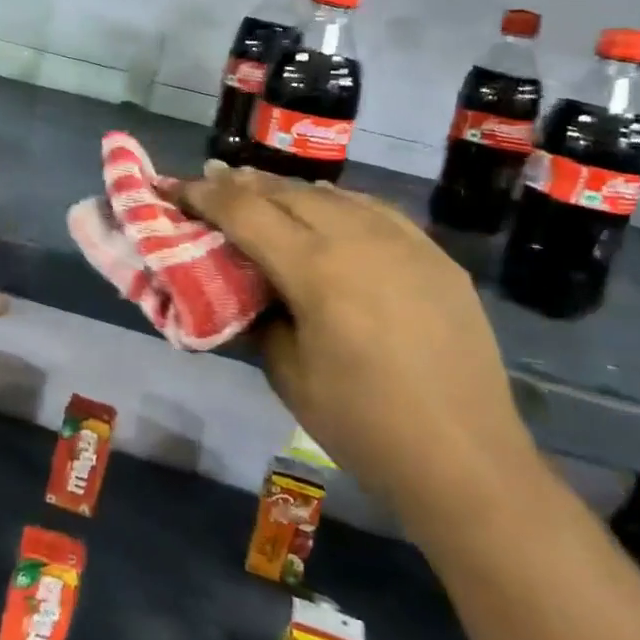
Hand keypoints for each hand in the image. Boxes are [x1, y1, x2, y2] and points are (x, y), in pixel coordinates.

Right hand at [178, 166, 538, 529]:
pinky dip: (338, 204)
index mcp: (315, 268)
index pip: (244, 211)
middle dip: (240, 184)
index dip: (203, 195)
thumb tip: (241, 287)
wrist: (466, 460)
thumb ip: (255, 317)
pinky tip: (328, 211)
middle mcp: (358, 237)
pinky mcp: (435, 255)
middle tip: (209, 180)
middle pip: (285, 192)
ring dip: (288, 190)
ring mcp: (404, 241)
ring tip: (260, 190)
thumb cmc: (362, 426)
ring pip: (332, 195)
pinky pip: (375, 211)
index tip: (174, 187)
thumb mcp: (286, 374)